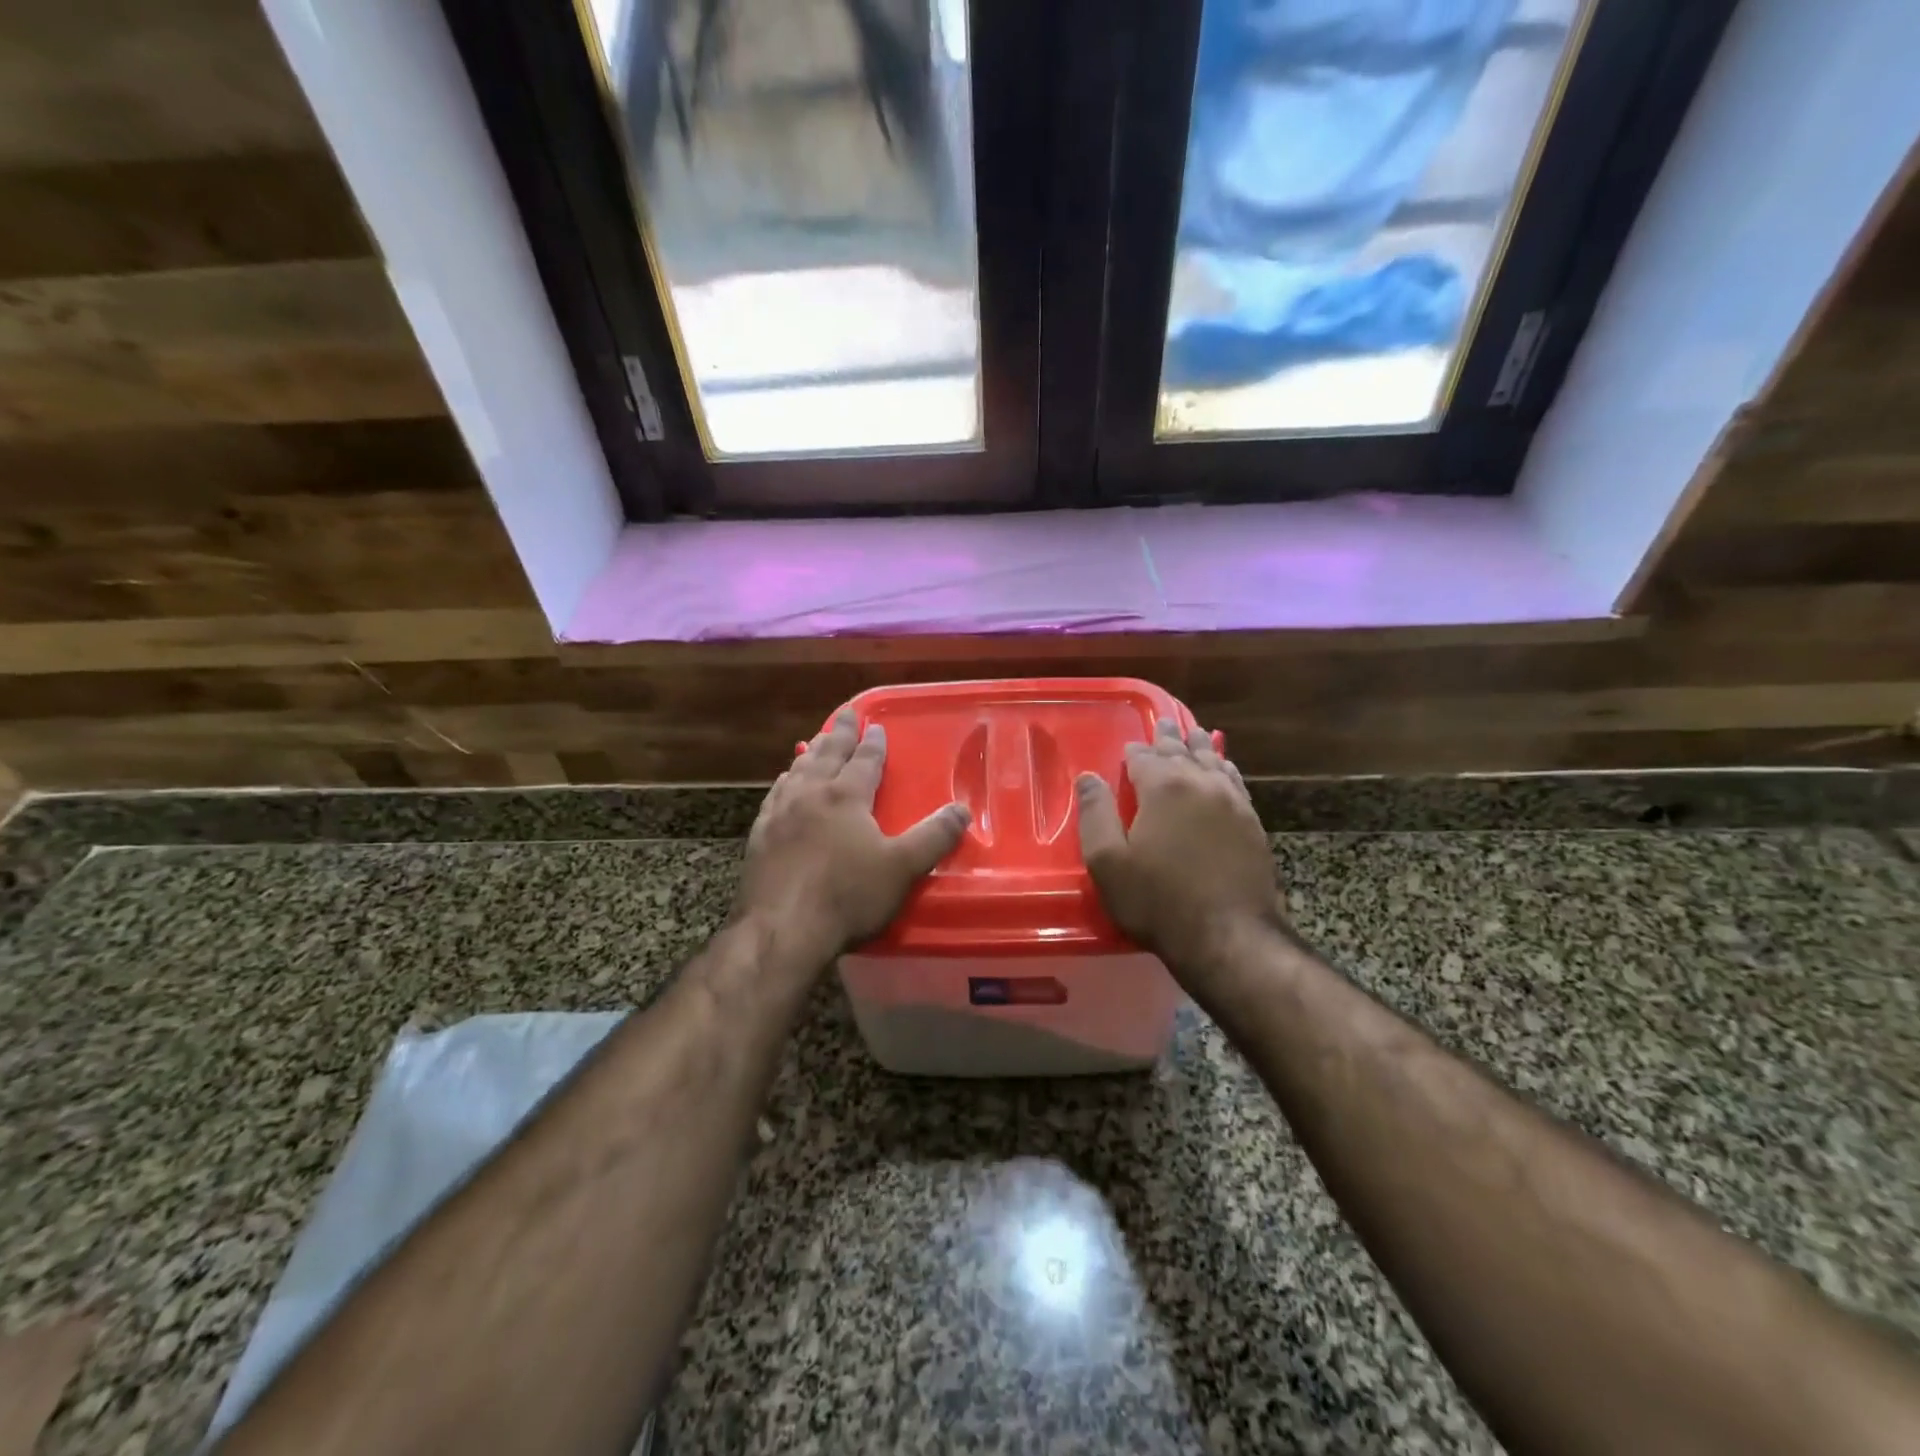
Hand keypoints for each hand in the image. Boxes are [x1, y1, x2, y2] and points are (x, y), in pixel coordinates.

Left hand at [734, 709, 970, 965]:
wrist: (782, 929)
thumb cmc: (847, 896)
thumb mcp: (902, 868)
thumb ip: (934, 836)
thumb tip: (962, 809)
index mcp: (846, 796)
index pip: (864, 760)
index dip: (873, 742)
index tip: (876, 725)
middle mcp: (810, 794)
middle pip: (827, 754)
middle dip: (839, 732)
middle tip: (845, 714)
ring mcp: (780, 813)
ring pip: (798, 770)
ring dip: (811, 752)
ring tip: (815, 742)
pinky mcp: (760, 835)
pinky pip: (775, 794)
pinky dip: (785, 780)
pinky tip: (784, 783)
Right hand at [1076, 719, 1283, 975]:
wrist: (1228, 937)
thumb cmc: (1158, 901)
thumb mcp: (1108, 862)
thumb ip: (1096, 814)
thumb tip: (1088, 777)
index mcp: (1164, 787)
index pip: (1144, 757)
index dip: (1134, 752)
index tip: (1128, 749)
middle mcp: (1201, 784)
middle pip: (1183, 751)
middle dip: (1170, 738)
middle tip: (1164, 724)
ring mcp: (1234, 802)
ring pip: (1214, 762)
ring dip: (1201, 747)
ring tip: (1195, 735)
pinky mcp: (1253, 824)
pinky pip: (1236, 783)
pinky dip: (1225, 769)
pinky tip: (1224, 770)